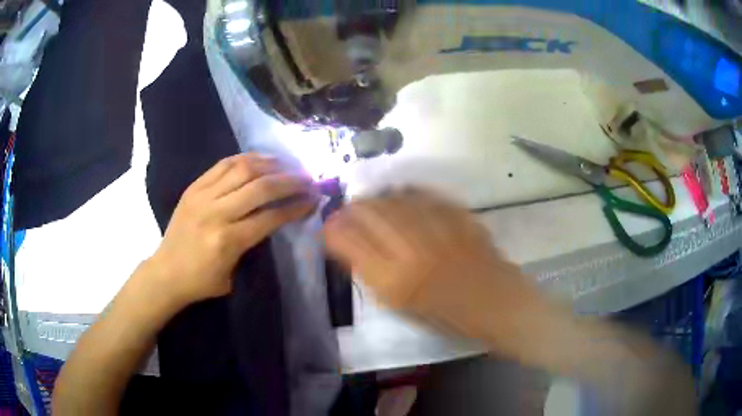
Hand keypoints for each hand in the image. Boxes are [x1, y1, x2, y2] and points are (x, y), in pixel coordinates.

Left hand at [148, 154, 316, 306]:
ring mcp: (202, 196)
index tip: (313, 200)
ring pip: (243, 169)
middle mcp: (216, 213)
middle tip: (307, 179)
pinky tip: (260, 159)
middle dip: (290, 181)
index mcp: (228, 241)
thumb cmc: (201, 282)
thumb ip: (252, 244)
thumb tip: (272, 218)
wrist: (165, 273)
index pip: (270, 216)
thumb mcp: (233, 274)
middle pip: (261, 187)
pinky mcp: (193, 187)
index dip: (296, 206)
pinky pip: (223, 164)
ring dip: (270, 164)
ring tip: (287, 164)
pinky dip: (245, 158)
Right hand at [323, 191, 543, 343]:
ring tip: (369, 202)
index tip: (329, 228)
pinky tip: (399, 196)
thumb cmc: (447, 315)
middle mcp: (410, 248)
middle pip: (367, 213)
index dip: (333, 230)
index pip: (348, 242)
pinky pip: (422, 194)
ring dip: (375, 199)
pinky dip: (405, 193)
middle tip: (345, 211)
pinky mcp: (455, 215)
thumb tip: (349, 247)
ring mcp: (434, 227)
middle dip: (350, 210)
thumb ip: (372, 274)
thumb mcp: (401, 305)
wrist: (494, 301)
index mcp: (393, 279)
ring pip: (392, 199)